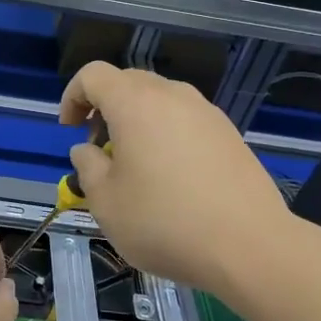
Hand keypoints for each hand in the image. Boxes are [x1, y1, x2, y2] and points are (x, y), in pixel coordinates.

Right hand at [61, 62, 288, 296]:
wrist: (250, 246)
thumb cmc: (165, 222)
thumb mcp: (106, 202)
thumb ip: (88, 167)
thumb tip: (88, 150)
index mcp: (134, 102)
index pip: (93, 74)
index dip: (73, 96)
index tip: (70, 129)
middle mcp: (171, 95)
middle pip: (127, 81)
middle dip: (104, 107)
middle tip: (99, 147)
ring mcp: (205, 111)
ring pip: (159, 99)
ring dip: (137, 119)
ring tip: (135, 163)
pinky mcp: (228, 133)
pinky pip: (185, 118)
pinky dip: (166, 132)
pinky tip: (172, 174)